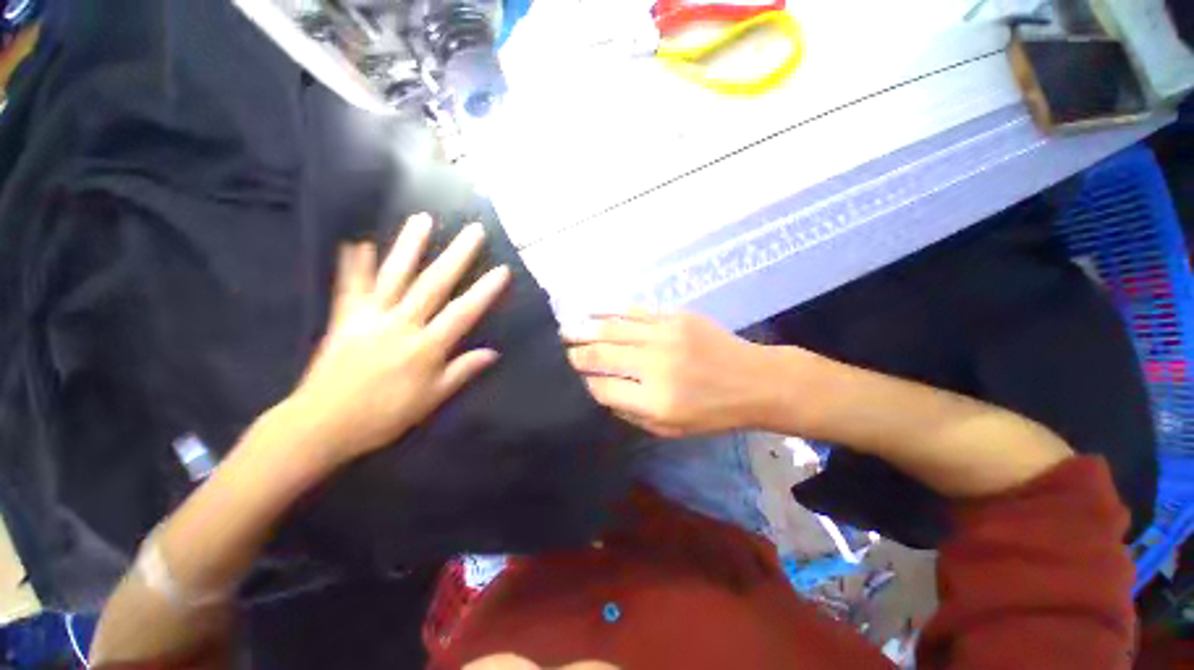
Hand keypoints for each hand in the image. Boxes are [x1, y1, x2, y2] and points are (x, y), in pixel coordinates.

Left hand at [288, 213, 509, 468]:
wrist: (321, 424)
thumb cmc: (384, 415)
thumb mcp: (431, 399)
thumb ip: (461, 371)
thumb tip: (492, 353)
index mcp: (425, 347)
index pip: (463, 312)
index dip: (485, 290)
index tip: (502, 270)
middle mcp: (400, 324)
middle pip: (433, 284)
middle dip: (456, 256)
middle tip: (473, 231)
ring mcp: (370, 317)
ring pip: (394, 276)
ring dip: (409, 246)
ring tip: (422, 219)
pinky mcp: (344, 318)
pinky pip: (350, 287)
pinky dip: (353, 264)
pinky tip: (358, 242)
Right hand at [563, 312, 777, 437]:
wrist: (755, 380)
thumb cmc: (714, 413)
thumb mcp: (670, 430)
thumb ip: (631, 412)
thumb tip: (600, 391)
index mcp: (655, 401)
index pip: (602, 388)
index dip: (581, 383)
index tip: (568, 379)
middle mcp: (655, 365)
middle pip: (601, 355)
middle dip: (575, 354)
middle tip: (558, 351)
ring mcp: (665, 335)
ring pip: (612, 328)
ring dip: (584, 329)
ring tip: (565, 330)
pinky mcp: (675, 317)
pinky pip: (634, 312)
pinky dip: (610, 313)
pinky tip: (594, 313)